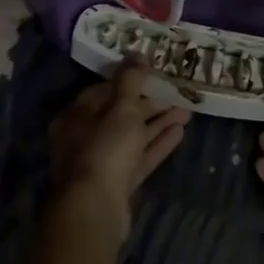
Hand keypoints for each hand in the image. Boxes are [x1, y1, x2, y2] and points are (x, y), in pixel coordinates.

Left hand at [49, 61, 190, 238]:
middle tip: (177, 93)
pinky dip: (158, 144)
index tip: (154, 74)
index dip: (130, 81)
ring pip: (133, 136)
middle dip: (150, 104)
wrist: (95, 210)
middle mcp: (85, 138)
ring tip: (187, 110)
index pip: (104, 91)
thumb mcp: (121, 108)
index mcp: (76, 116)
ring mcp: (102, 163)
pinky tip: (180, 132)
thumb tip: (137, 53)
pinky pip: (140, 157)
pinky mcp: (118, 184)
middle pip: (121, 114)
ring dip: (159, 123)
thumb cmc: (104, 148)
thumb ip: (130, 80)